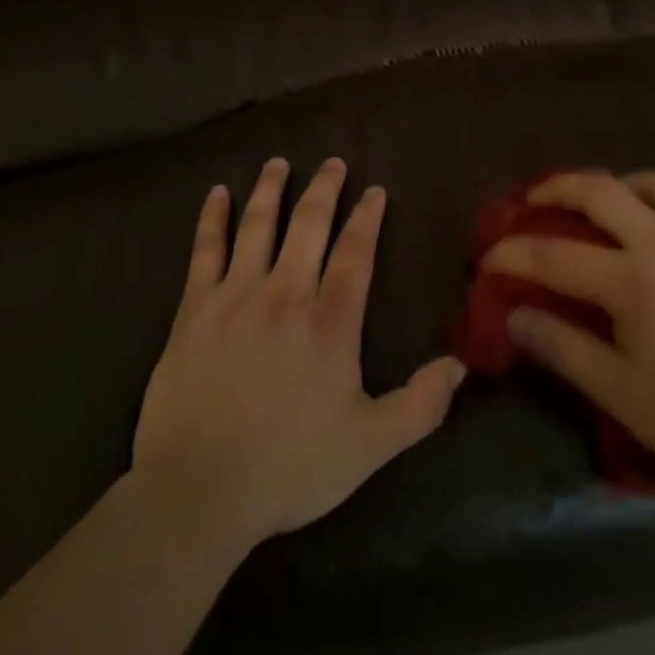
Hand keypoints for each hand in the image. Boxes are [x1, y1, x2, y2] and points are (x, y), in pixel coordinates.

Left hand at [132, 158, 466, 551]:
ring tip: (277, 163)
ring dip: (270, 190)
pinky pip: (204, 251)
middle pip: (309, 224)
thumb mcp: (369, 445)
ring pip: (258, 226)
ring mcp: (237, 296)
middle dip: (324, 189)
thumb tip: (460, 365)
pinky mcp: (194, 309)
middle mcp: (286, 293)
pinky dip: (212, 219)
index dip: (367, 218)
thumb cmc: (289, 466)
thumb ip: (419, 404)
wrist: (198, 491)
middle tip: (333, 163)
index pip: (355, 252)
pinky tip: (217, 195)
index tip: (374, 191)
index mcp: (330, 321)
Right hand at [481, 171, 654, 489]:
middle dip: (556, 188)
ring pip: (652, 182)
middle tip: (532, 199)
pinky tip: (648, 219)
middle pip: (601, 192)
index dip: (513, 254)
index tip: (488, 258)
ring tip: (596, 202)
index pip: (556, 256)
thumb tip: (514, 315)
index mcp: (635, 281)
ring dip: (614, 184)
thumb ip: (562, 347)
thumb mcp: (620, 392)